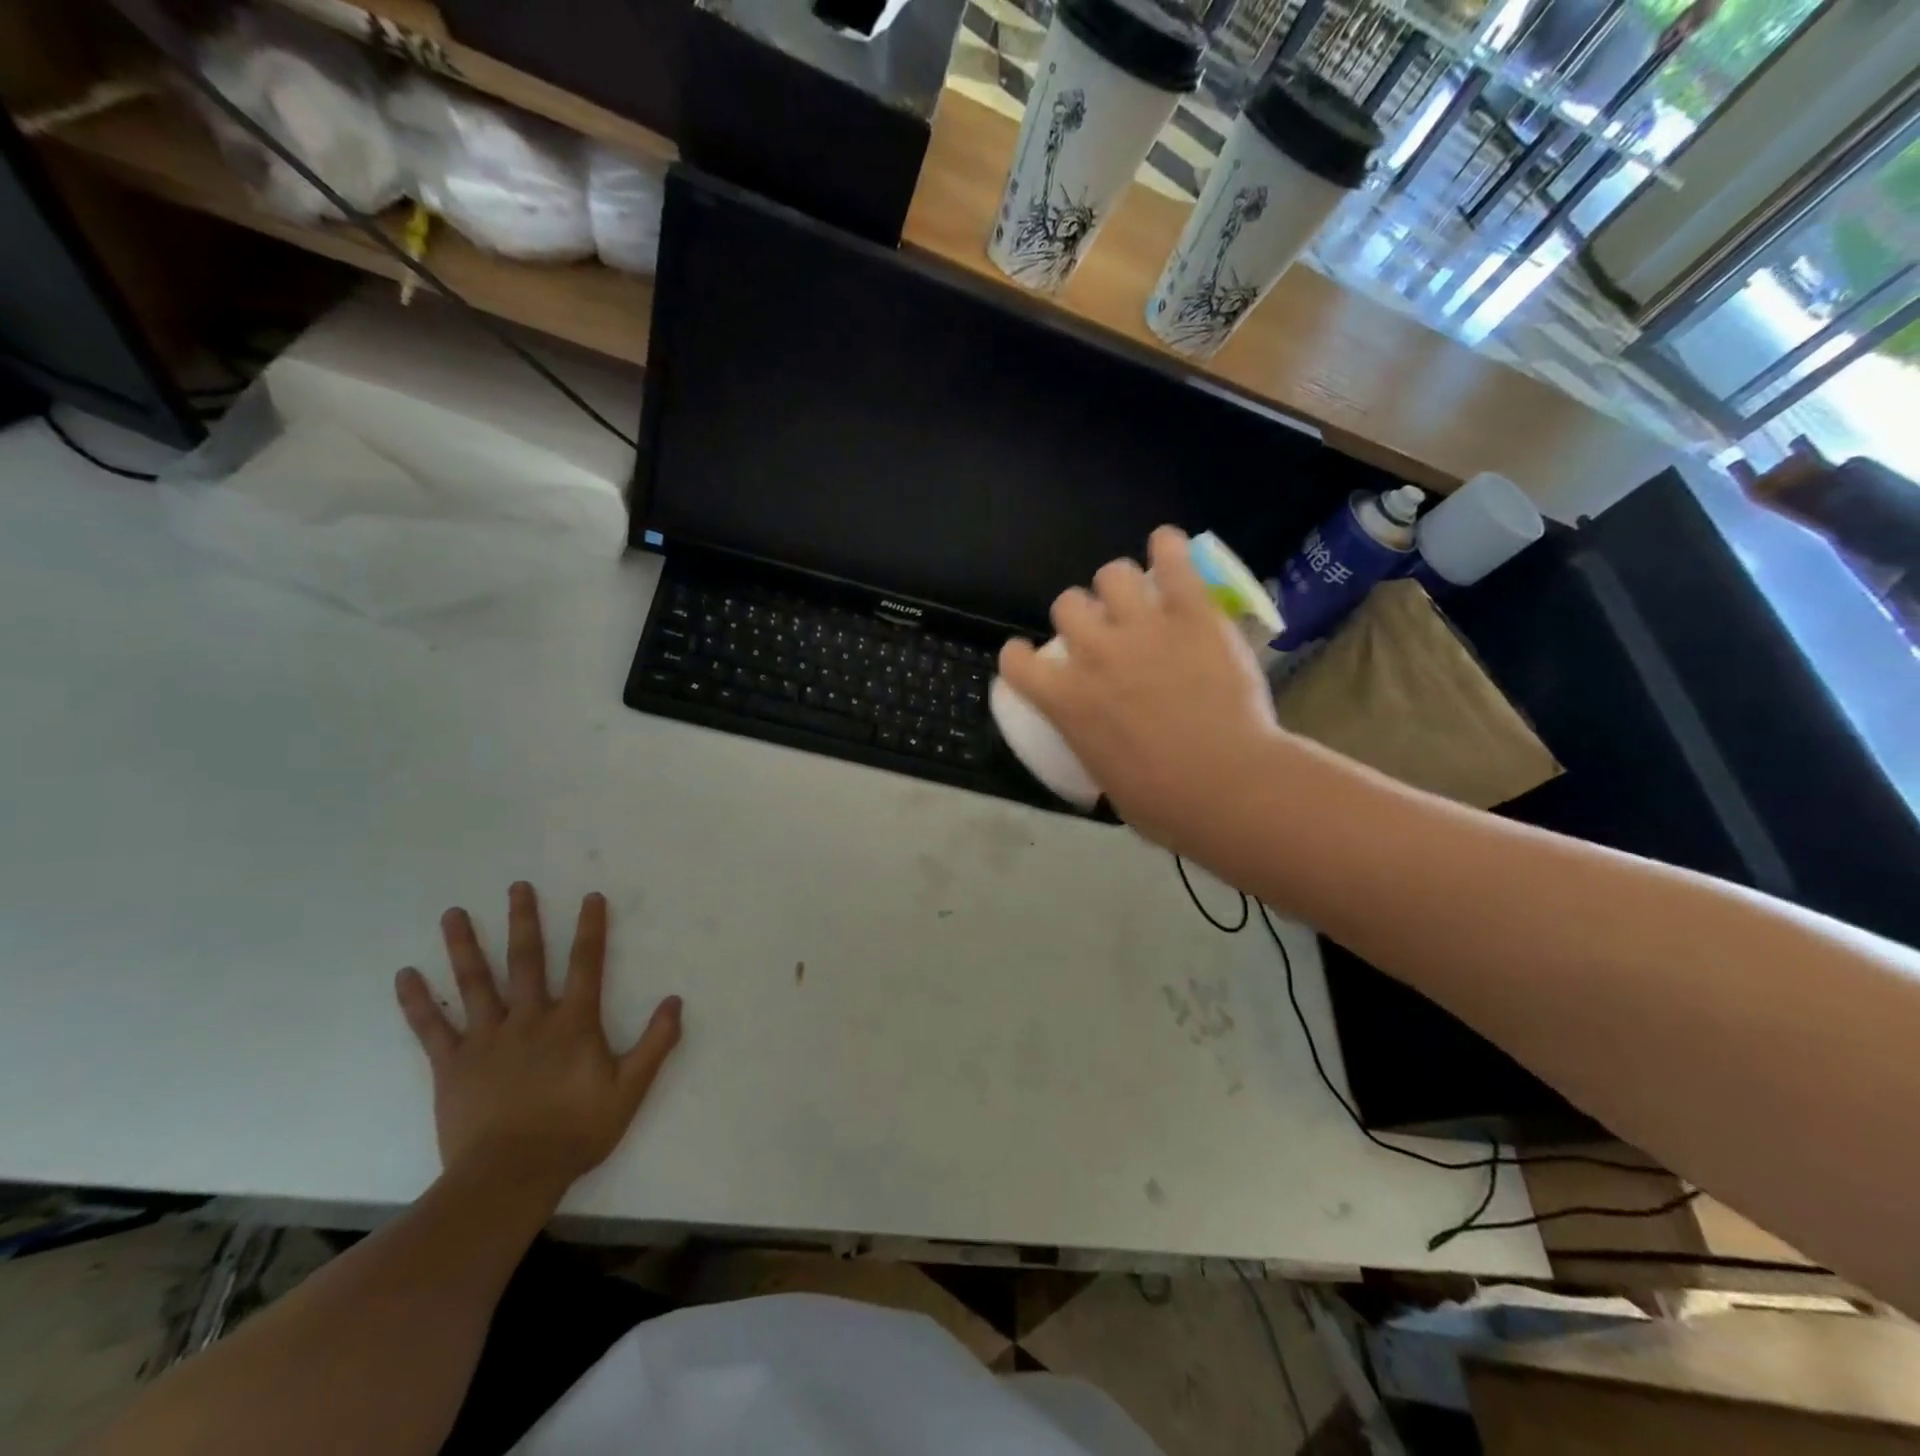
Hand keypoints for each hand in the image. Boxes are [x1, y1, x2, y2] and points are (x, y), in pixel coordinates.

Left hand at [395, 883, 681, 1199]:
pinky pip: (430, 1028)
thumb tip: (676, 1001)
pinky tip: (405, 975)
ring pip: (475, 983)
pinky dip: (417, 1001)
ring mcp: (486, 1039)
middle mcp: (529, 1019)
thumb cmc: (575, 1131)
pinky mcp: (452, 1065)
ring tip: (453, 913)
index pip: (587, 964)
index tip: (590, 897)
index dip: (591, 928)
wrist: (509, 1178)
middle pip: (526, 960)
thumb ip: (655, 1043)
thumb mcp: (630, 1089)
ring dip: (464, 945)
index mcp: (572, 1023)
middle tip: (517, 887)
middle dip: (524, 920)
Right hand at [999, 526, 1286, 857]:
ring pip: (1111, 574)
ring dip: (1118, 585)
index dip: (1019, 658)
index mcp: (1065, 701)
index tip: (1031, 661)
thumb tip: (1108, 751)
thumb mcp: (1108, 782)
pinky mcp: (1191, 614)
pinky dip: (1167, 547)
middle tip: (1102, 632)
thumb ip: (1097, 752)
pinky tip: (1168, 548)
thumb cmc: (1165, 804)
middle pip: (1067, 604)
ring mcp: (1142, 628)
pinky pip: (1172, 560)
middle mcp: (1093, 654)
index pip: (1015, 662)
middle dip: (1079, 615)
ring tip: (1137, 599)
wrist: (1228, 787)